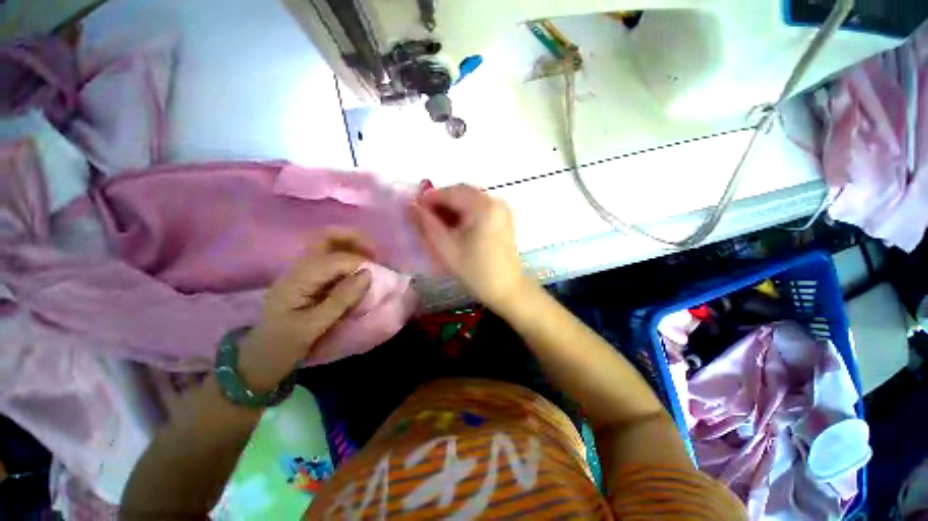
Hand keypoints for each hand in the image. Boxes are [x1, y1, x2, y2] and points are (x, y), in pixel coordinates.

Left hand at [238, 231, 373, 389]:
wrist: (259, 358)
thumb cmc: (283, 345)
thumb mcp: (313, 326)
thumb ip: (341, 299)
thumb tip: (367, 274)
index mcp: (298, 279)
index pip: (335, 259)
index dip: (359, 263)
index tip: (376, 275)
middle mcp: (299, 268)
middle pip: (326, 237)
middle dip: (354, 238)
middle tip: (375, 252)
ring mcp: (302, 271)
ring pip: (329, 244)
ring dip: (352, 245)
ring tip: (371, 258)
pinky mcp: (308, 279)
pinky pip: (330, 258)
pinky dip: (348, 257)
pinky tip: (358, 268)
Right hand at [412, 184, 528, 309]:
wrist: (507, 288)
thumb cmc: (476, 272)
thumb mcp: (446, 249)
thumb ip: (427, 224)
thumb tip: (412, 205)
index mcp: (484, 207)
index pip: (451, 192)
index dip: (429, 198)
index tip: (413, 208)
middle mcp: (495, 200)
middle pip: (461, 191)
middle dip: (440, 201)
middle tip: (424, 216)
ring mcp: (502, 207)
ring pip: (469, 198)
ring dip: (452, 206)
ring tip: (437, 222)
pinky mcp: (503, 216)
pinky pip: (479, 205)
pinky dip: (464, 211)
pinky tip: (455, 225)